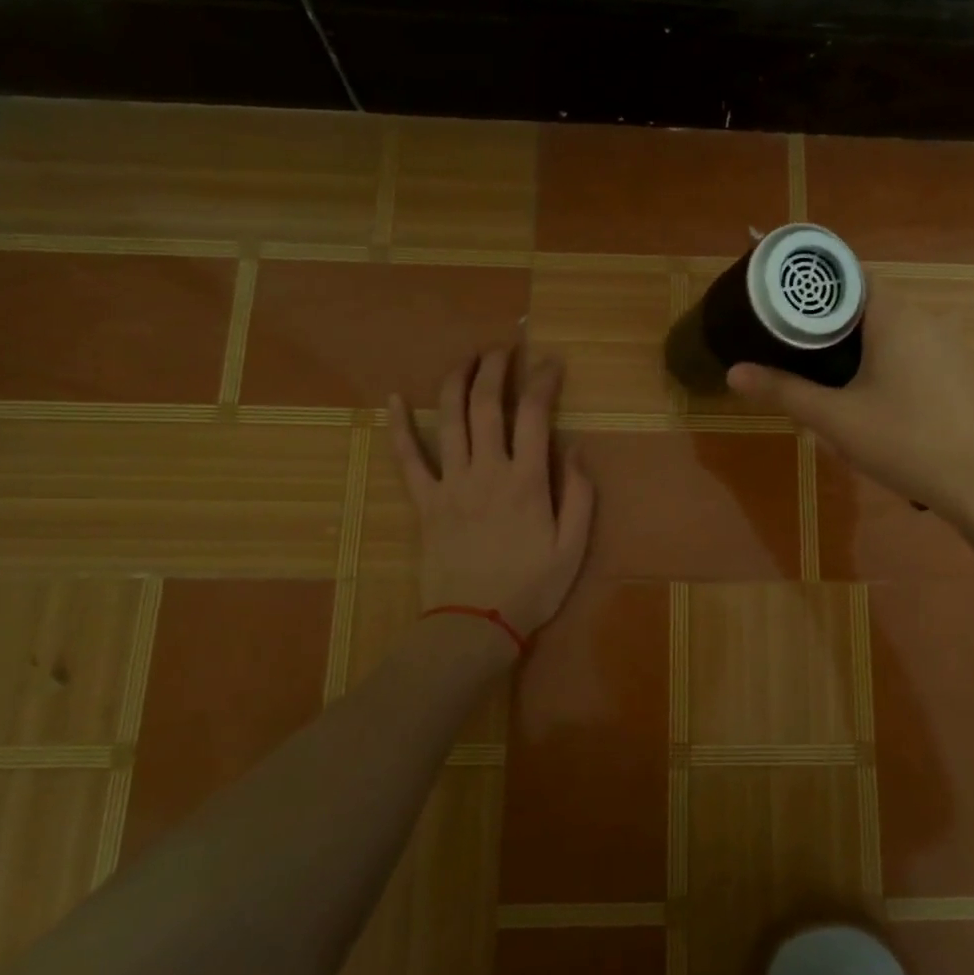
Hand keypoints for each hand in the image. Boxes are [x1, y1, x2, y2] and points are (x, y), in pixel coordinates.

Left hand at [389, 347, 594, 643]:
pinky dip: (399, 427)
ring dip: (456, 382)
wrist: (475, 624)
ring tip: (466, 359)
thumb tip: (578, 449)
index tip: (550, 363)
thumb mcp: (573, 547)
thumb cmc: (532, 587)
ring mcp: (450, 484)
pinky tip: (394, 399)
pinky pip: (407, 458)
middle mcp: (487, 471)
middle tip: (504, 350)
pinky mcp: (424, 502)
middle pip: (486, 405)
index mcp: (527, 481)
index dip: (542, 381)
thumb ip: (580, 495)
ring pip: (448, 420)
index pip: (534, 414)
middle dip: (496, 368)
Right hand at [725, 291, 973, 546]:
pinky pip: (917, 352)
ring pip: (893, 330)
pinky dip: (890, 362)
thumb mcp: (836, 420)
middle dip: (831, 324)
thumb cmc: (905, 443)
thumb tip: (733, 372)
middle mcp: (928, 317)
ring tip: (829, 379)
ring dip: (861, 347)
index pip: (848, 277)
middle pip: (868, 304)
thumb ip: (783, 391)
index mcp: (896, 315)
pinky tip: (878, 400)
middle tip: (795, 349)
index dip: (813, 288)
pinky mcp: (964, 370)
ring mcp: (952, 344)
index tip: (782, 305)